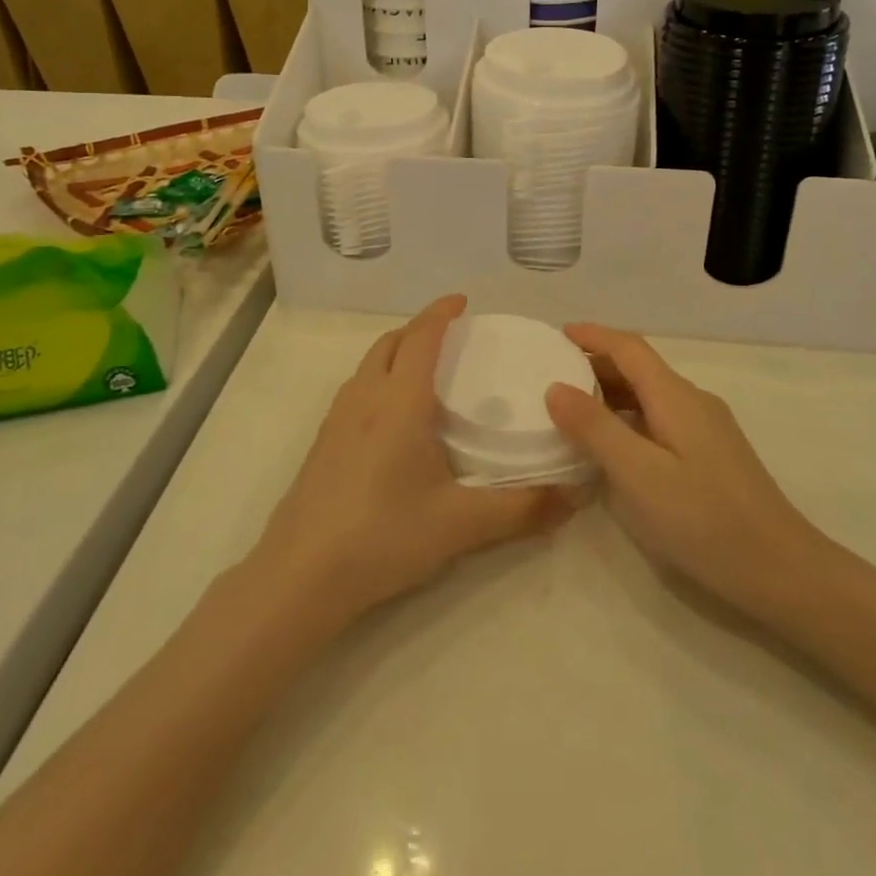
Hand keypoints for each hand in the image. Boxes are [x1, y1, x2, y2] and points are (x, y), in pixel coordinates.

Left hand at [249, 296, 566, 627]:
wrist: (301, 575)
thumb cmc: (384, 535)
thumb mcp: (461, 524)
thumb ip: (521, 508)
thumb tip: (574, 496)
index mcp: (400, 401)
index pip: (421, 337)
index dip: (440, 312)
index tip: (462, 301)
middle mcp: (365, 397)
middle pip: (390, 343)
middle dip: (418, 329)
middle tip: (450, 337)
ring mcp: (337, 419)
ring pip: (369, 365)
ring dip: (396, 353)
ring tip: (424, 373)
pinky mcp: (322, 443)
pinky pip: (356, 390)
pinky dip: (379, 380)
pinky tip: (392, 420)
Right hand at [546, 323, 821, 621]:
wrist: (782, 571)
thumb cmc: (704, 519)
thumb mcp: (638, 474)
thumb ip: (595, 428)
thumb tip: (555, 387)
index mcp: (675, 396)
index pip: (629, 348)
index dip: (593, 336)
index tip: (557, 334)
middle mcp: (693, 402)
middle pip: (640, 369)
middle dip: (596, 364)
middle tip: (553, 375)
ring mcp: (707, 429)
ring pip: (650, 396)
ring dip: (611, 394)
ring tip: (572, 410)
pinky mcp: (711, 456)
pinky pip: (660, 420)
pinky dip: (628, 419)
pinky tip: (614, 447)